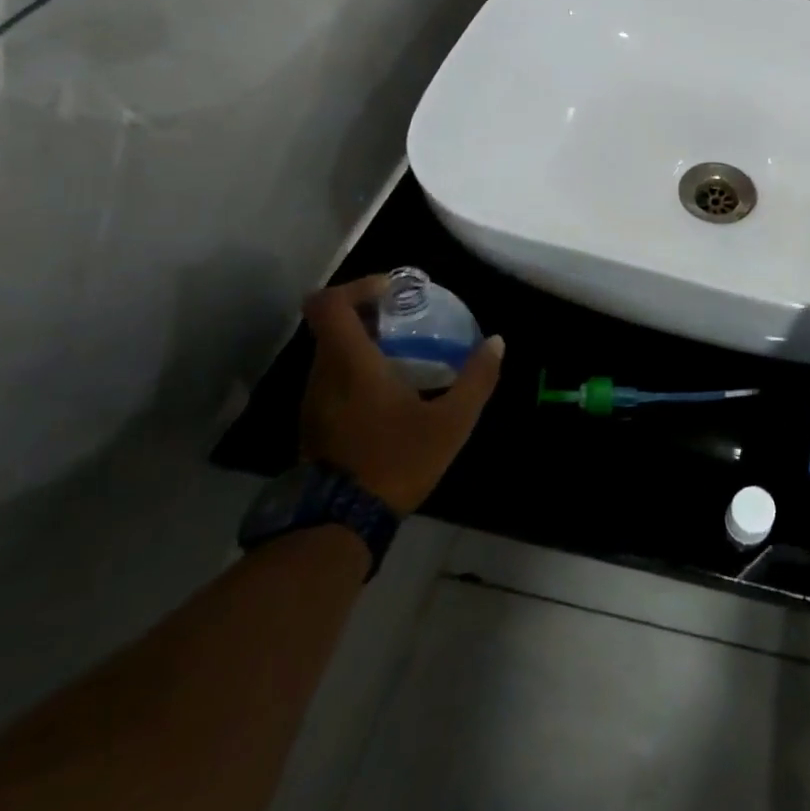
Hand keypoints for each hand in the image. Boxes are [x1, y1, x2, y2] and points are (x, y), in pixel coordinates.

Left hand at [299, 275, 502, 514]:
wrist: (340, 524)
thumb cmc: (397, 461)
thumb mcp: (451, 422)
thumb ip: (476, 379)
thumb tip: (497, 343)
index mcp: (350, 363)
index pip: (328, 303)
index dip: (358, 286)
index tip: (395, 291)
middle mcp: (323, 374)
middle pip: (333, 324)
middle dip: (371, 313)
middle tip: (410, 320)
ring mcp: (313, 400)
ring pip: (332, 352)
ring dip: (365, 343)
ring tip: (406, 354)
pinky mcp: (313, 423)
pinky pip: (332, 378)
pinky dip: (357, 370)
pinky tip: (391, 392)